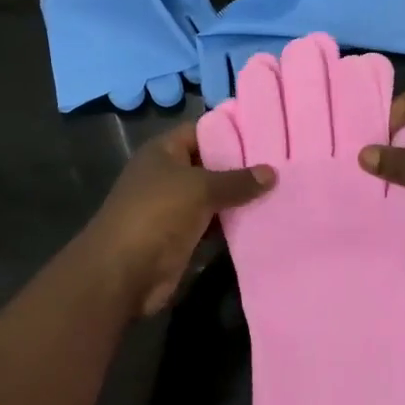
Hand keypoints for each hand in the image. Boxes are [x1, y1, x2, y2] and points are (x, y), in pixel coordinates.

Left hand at [79, 120, 274, 317]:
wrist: (122, 273)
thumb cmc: (157, 214)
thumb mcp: (200, 188)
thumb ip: (237, 180)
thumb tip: (272, 172)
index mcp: (164, 151)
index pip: (202, 130)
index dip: (231, 130)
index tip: (267, 132)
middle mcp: (168, 174)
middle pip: (210, 164)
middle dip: (242, 166)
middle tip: (282, 163)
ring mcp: (174, 207)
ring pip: (214, 196)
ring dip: (240, 198)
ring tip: (281, 189)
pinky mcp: (181, 236)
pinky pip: (213, 223)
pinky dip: (233, 223)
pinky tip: (264, 220)